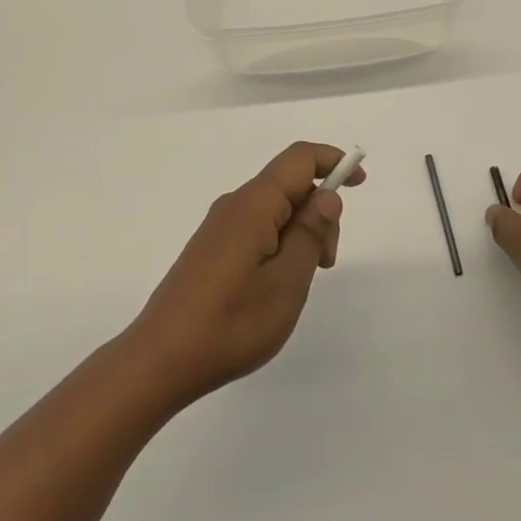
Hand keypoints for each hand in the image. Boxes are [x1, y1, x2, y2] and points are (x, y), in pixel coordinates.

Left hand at [124, 142, 362, 406]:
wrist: (160, 360)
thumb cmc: (230, 322)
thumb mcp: (286, 282)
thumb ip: (310, 233)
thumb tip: (327, 194)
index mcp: (253, 204)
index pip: (299, 159)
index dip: (333, 161)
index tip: (360, 182)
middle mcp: (234, 205)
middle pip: (289, 185)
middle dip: (319, 210)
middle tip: (326, 262)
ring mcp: (219, 227)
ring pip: (274, 209)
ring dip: (301, 232)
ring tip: (302, 282)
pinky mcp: (211, 249)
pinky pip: (257, 228)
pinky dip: (280, 243)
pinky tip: (277, 284)